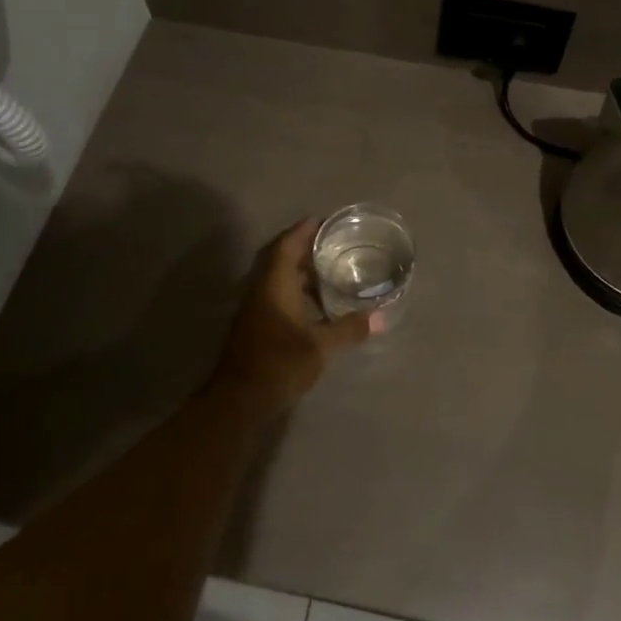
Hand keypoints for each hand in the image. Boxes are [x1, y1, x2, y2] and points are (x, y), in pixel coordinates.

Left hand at [210, 219, 379, 414]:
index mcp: (275, 284)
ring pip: (280, 279)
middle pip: (283, 259)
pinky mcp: (255, 325)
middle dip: (306, 250)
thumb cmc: (280, 362)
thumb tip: (380, 316)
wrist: (239, 400)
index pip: (288, 245)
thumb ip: (349, 328)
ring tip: (331, 272)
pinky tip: (317, 306)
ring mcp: (256, 308)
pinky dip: (297, 292)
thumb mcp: (320, 347)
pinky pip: (277, 295)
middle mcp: (262, 289)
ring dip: (302, 273)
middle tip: (334, 246)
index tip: (324, 221)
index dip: (304, 230)